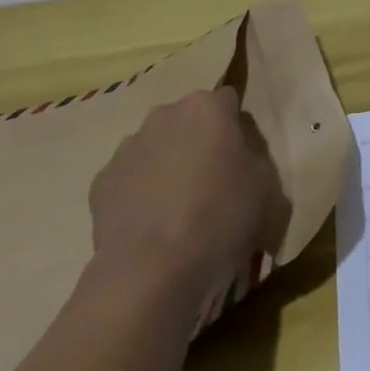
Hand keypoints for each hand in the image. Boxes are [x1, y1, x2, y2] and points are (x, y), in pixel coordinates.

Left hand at [88, 87, 288, 296]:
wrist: (153, 269)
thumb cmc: (222, 216)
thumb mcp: (267, 184)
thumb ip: (255, 155)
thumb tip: (239, 153)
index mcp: (208, 107)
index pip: (228, 101)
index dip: (237, 129)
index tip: (242, 158)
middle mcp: (165, 114)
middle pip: (189, 120)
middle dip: (199, 142)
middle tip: (213, 181)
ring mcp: (128, 146)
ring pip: (156, 146)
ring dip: (168, 165)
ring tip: (179, 209)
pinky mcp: (101, 181)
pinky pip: (130, 178)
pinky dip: (140, 193)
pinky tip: (152, 225)